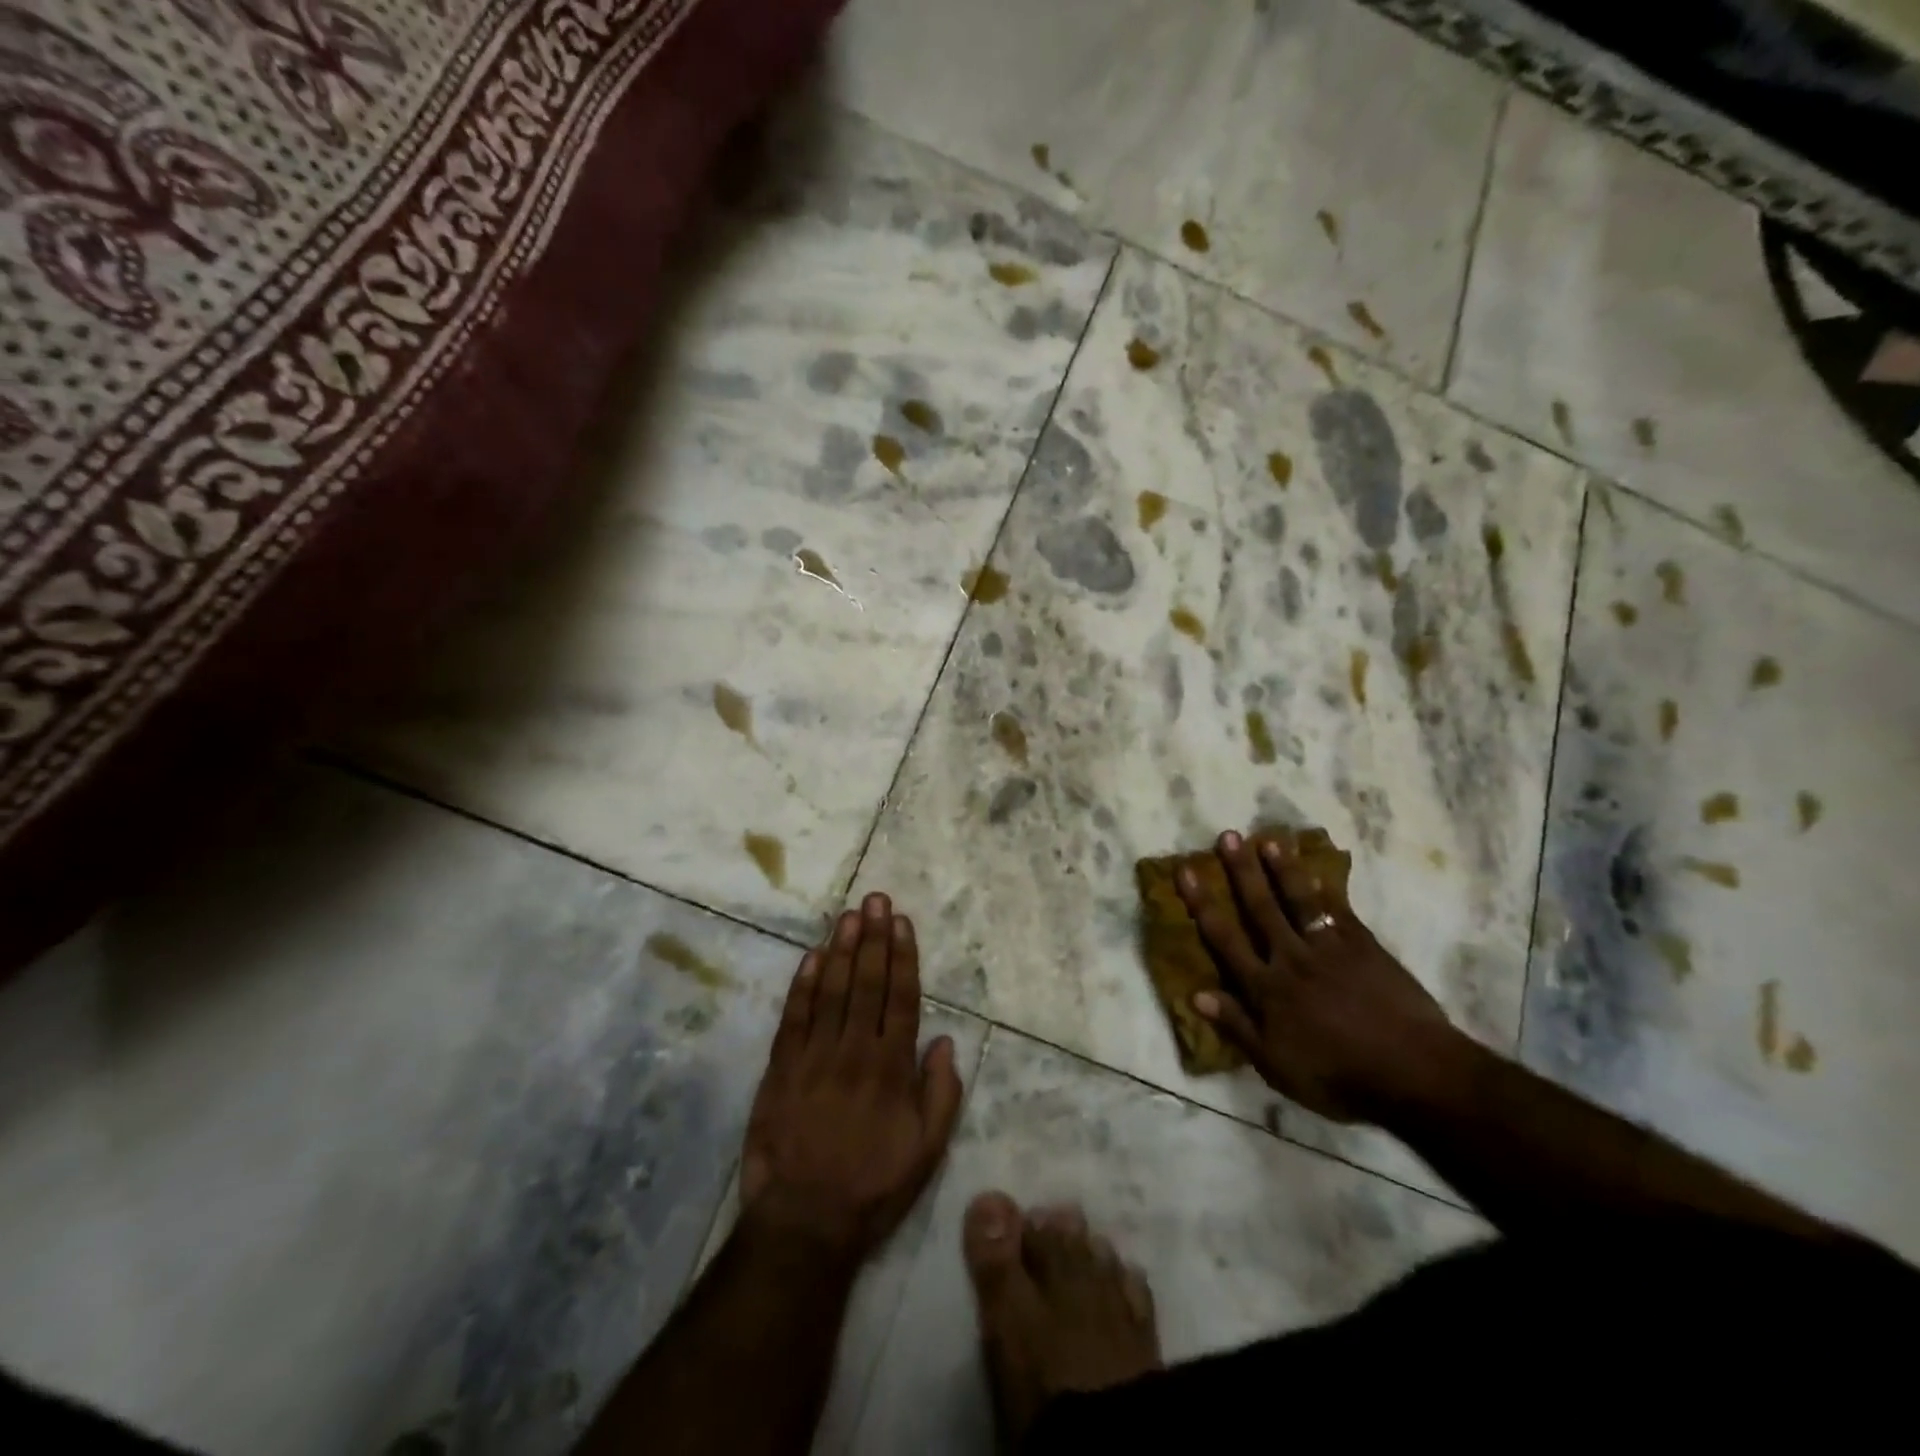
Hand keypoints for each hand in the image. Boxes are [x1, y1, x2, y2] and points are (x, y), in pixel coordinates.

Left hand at [738, 893, 963, 1263]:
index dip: (903, 957)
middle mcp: (856, 1052)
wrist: (804, 1223)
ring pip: (832, 991)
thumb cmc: (873, 1188)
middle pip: (867, 984)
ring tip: (849, 914)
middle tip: (875, 899)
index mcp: (892, 1069)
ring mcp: (815, 1058)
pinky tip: (812, 956)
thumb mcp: (926, 1152)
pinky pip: (794, 1017)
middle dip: (873, 938)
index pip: (901, 999)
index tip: (901, 922)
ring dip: (842, 949)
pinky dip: (803, 985)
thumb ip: (941, 1095)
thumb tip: (943, 1042)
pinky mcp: (782, 1069)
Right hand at [1178, 831, 1464, 1122]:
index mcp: (1267, 988)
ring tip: (1269, 841)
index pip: (1225, 938)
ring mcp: (1330, 949)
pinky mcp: (1365, 948)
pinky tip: (1319, 872)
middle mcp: (1292, 958)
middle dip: (1242, 871)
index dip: (1202, 903)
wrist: (1414, 1073)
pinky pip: (1341, 912)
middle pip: (1261, 908)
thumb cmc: (1338, 1076)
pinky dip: (1328, 890)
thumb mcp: (1276, 1065)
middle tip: (1228, 836)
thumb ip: (1237, 1026)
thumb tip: (1197, 993)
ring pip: (1300, 901)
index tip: (1186, 870)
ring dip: (1283, 870)